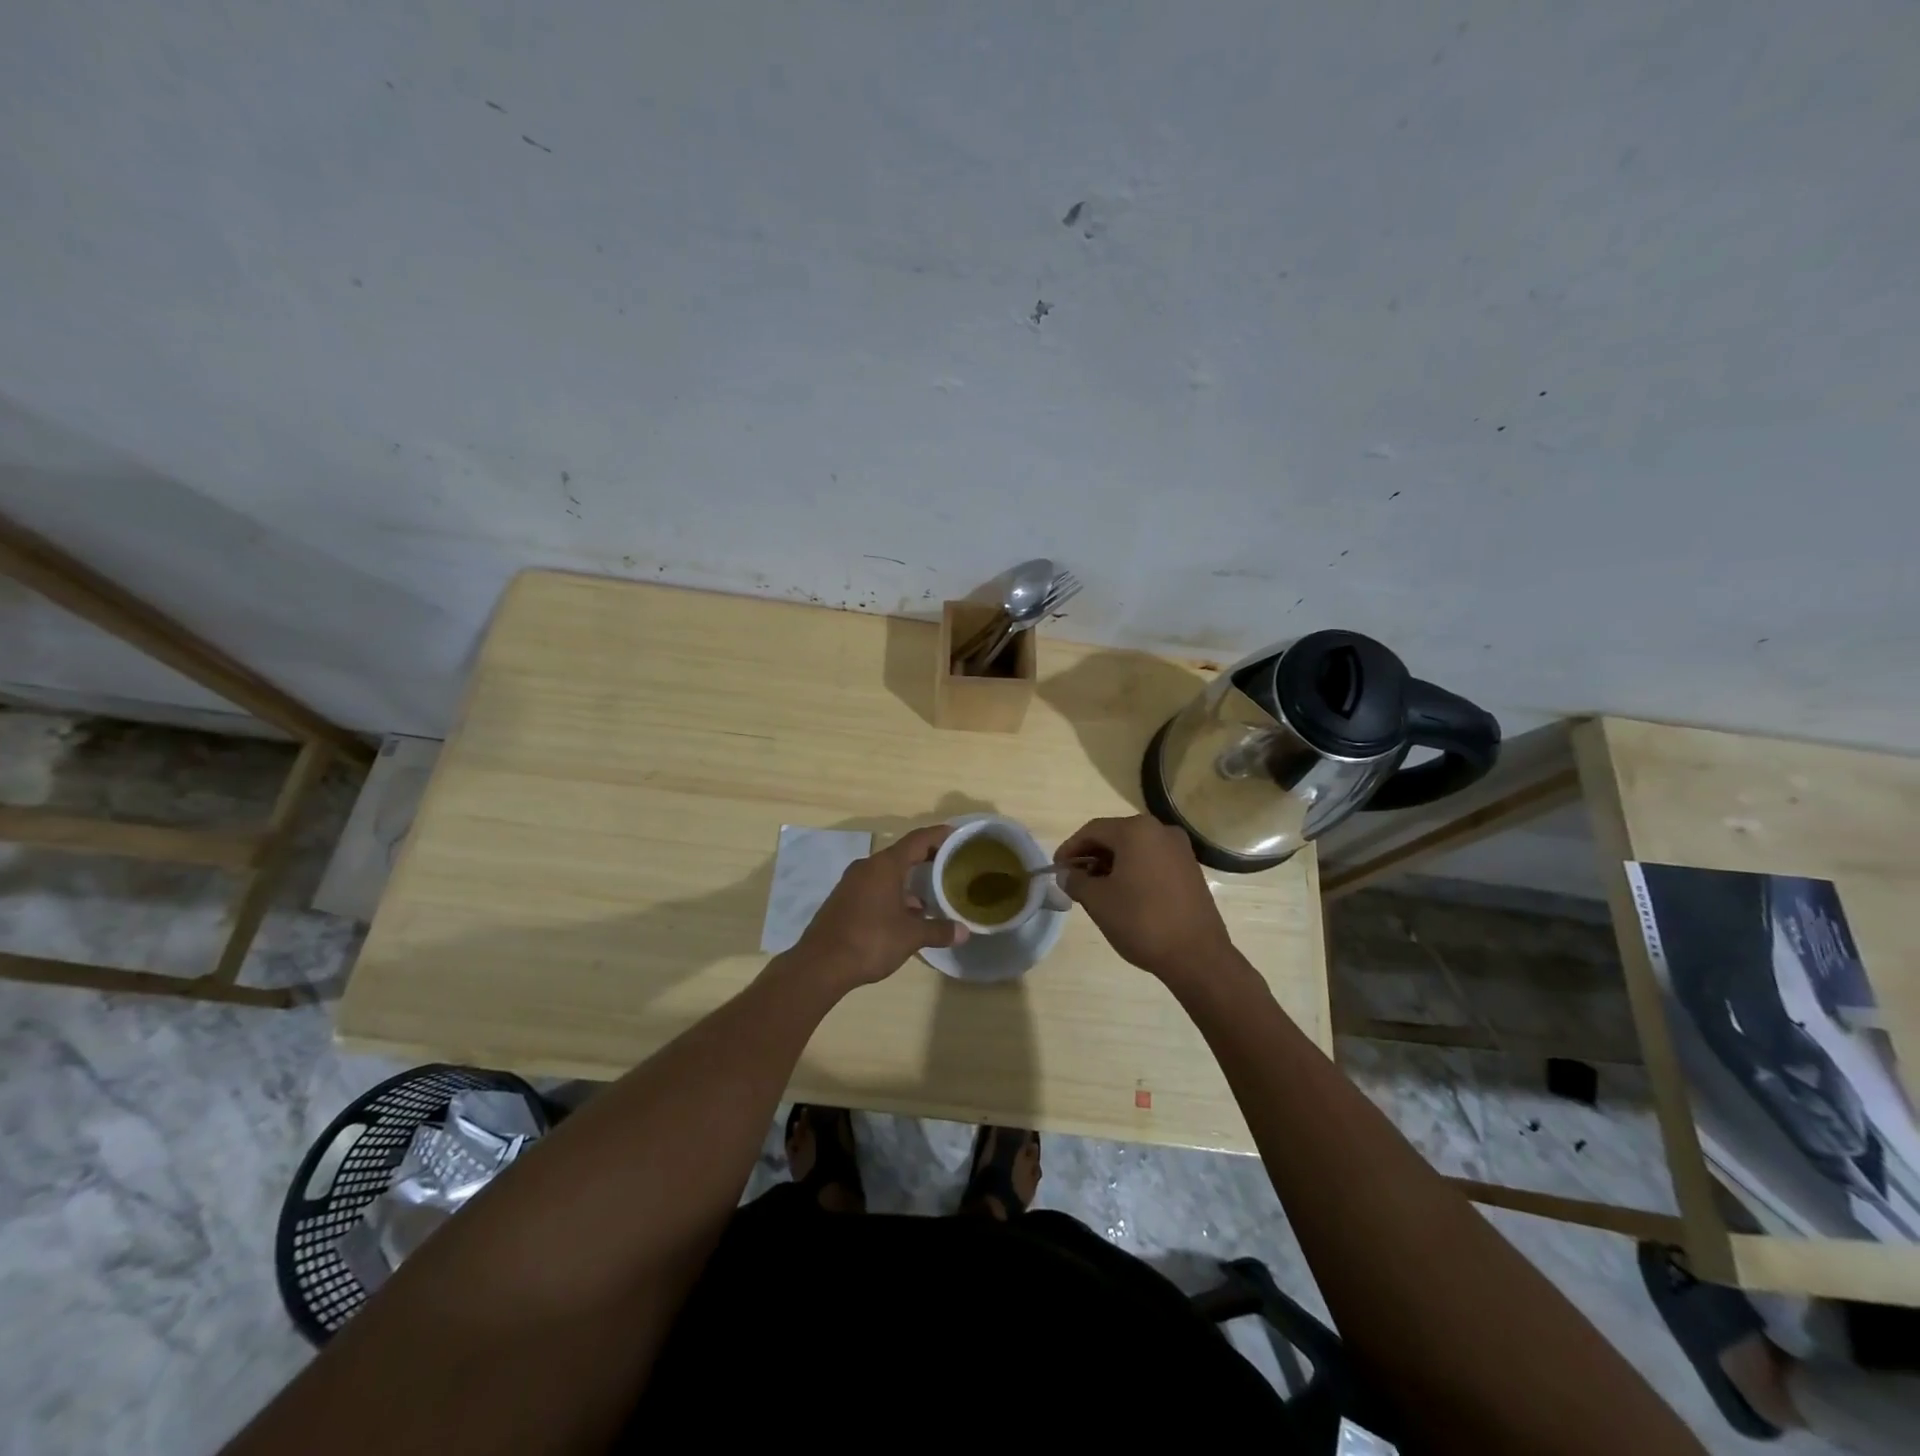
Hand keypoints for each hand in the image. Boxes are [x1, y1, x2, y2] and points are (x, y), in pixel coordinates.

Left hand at [788, 825, 967, 991]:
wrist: (820, 965)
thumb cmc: (870, 941)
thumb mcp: (911, 937)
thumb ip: (938, 930)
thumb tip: (964, 932)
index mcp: (885, 866)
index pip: (917, 840)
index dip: (938, 835)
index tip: (956, 834)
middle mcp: (867, 867)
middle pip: (902, 854)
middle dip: (926, 858)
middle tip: (950, 863)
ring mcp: (852, 883)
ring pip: (887, 872)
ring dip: (909, 879)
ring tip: (932, 893)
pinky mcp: (843, 899)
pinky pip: (874, 886)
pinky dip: (893, 892)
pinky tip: (906, 914)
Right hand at [1055, 815, 1234, 982]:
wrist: (1196, 955)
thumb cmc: (1141, 921)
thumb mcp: (1098, 901)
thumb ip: (1076, 881)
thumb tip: (1066, 874)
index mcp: (1136, 831)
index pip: (1093, 831)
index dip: (1070, 848)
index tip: (1056, 869)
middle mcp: (1161, 831)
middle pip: (1115, 836)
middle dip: (1091, 856)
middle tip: (1074, 879)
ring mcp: (1180, 849)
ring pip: (1135, 849)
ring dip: (1112, 864)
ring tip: (1096, 889)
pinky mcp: (1190, 869)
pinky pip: (1152, 860)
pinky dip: (1133, 870)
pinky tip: (1124, 893)